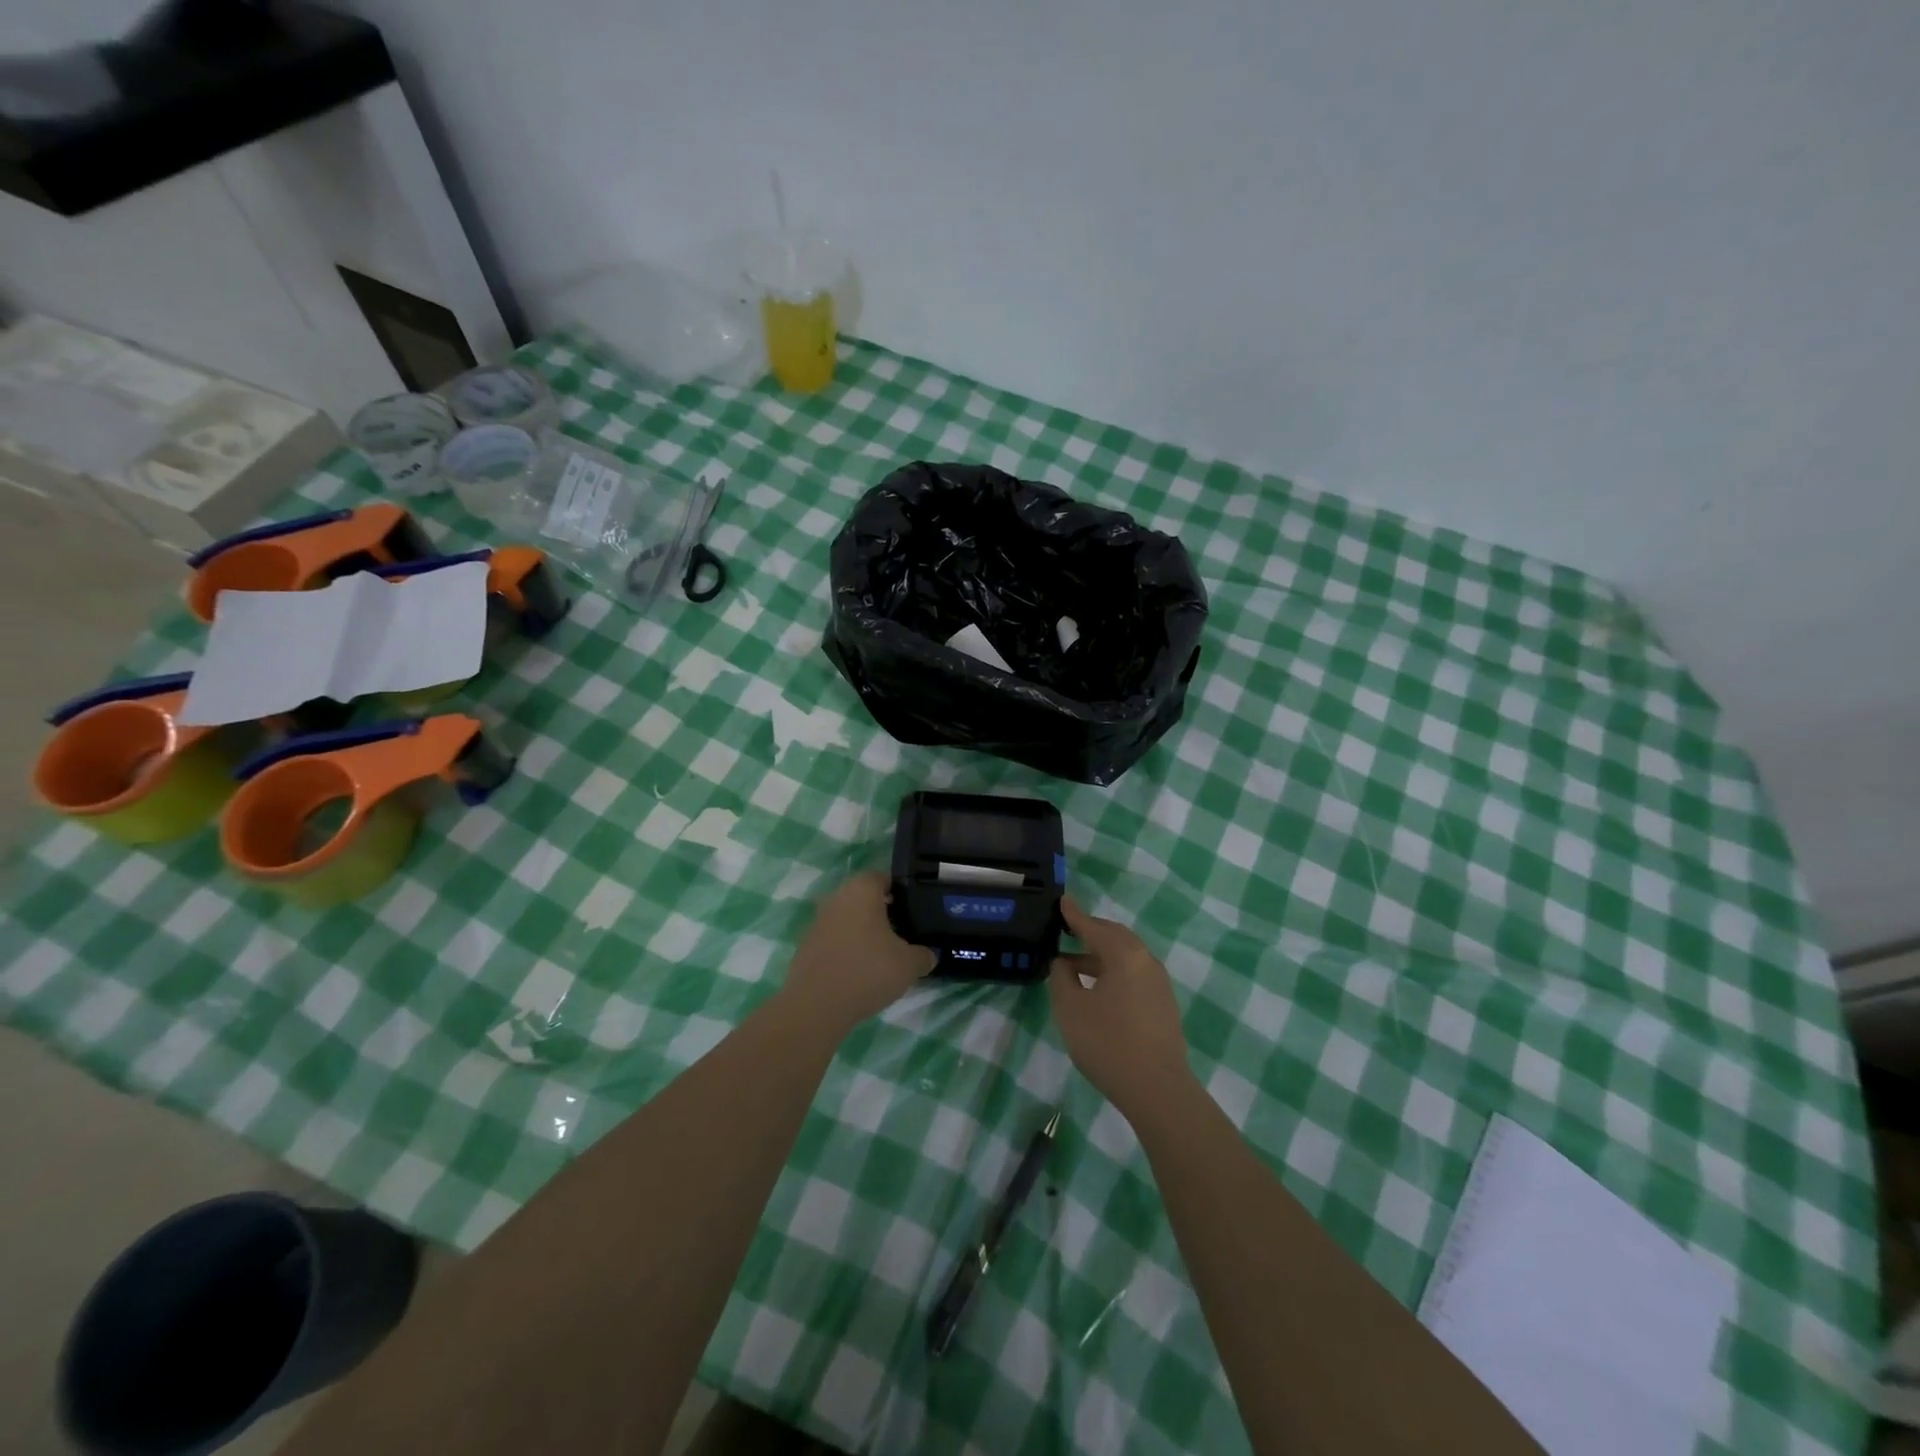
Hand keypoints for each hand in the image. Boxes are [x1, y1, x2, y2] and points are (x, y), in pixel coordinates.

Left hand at [782, 872, 934, 1032]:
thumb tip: (928, 955)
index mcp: (861, 890)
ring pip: (847, 919)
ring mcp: (818, 921)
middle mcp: (836, 897)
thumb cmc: (868, 970)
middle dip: (882, 912)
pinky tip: (860, 970)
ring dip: (863, 932)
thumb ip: (923, 955)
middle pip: (864, 898)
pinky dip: (847, 949)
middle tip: (902, 933)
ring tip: (883, 955)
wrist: (817, 1005)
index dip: (901, 892)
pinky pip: (834, 940)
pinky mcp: (806, 946)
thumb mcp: (909, 965)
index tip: (914, 910)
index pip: (883, 878)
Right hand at [1049, 897, 1193, 1116]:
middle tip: (1068, 930)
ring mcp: (1159, 984)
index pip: (1094, 926)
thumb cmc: (1108, 1042)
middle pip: (1115, 937)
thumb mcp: (1071, 1008)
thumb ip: (1062, 978)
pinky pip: (1133, 976)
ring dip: (1100, 956)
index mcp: (1125, 955)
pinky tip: (1097, 990)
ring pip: (1125, 958)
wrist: (1157, 1089)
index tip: (1062, 901)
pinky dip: (1113, 973)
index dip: (1074, 915)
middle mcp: (1146, 961)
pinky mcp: (1163, 1005)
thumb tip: (1063, 963)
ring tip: (1073, 966)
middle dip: (1091, 932)